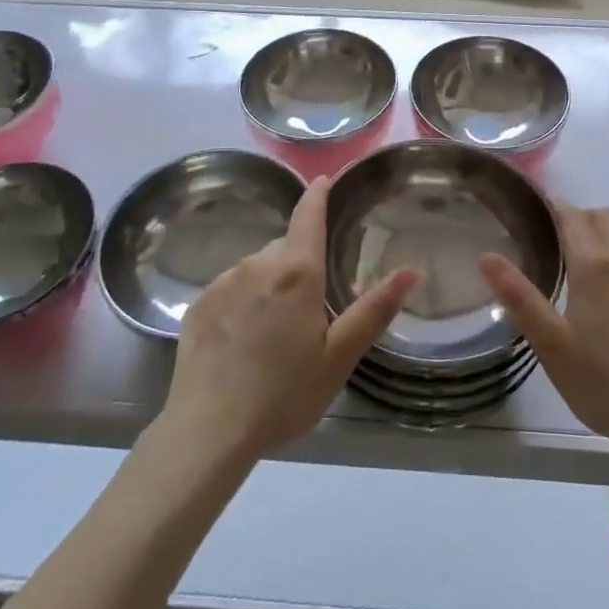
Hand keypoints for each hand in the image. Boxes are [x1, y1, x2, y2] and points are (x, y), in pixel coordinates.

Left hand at [161, 177, 416, 462]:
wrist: (208, 430)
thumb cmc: (283, 393)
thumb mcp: (339, 357)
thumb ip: (374, 310)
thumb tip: (410, 271)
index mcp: (296, 272)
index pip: (308, 215)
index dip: (318, 193)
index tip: (324, 179)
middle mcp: (257, 264)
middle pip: (286, 248)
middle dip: (300, 264)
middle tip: (310, 310)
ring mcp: (223, 282)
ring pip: (257, 268)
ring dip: (270, 285)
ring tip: (274, 334)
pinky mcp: (198, 304)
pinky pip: (230, 288)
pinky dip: (243, 302)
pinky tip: (243, 341)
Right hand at [481, 201, 608, 460]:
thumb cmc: (603, 384)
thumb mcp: (550, 344)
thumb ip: (518, 296)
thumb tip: (486, 255)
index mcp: (595, 265)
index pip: (573, 217)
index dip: (555, 208)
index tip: (537, 211)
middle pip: (605, 216)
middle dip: (582, 217)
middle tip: (560, 239)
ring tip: (597, 253)